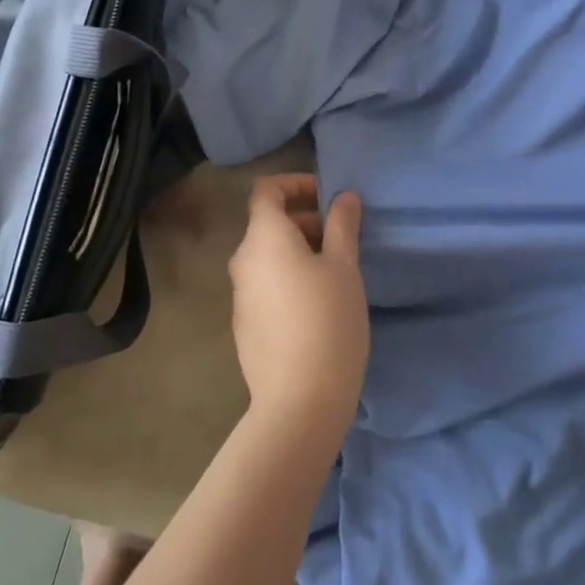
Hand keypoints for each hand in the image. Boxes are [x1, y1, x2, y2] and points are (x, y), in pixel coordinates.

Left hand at [228, 174, 368, 439]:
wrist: (299, 400)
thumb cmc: (327, 320)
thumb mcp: (344, 266)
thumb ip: (342, 224)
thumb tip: (343, 196)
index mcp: (263, 237)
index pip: (266, 190)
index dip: (296, 184)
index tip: (328, 198)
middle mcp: (243, 259)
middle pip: (268, 223)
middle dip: (306, 221)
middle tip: (343, 240)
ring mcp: (240, 294)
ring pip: (268, 256)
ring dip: (299, 251)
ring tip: (337, 273)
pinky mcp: (244, 323)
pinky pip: (266, 284)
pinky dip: (289, 278)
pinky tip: (318, 306)